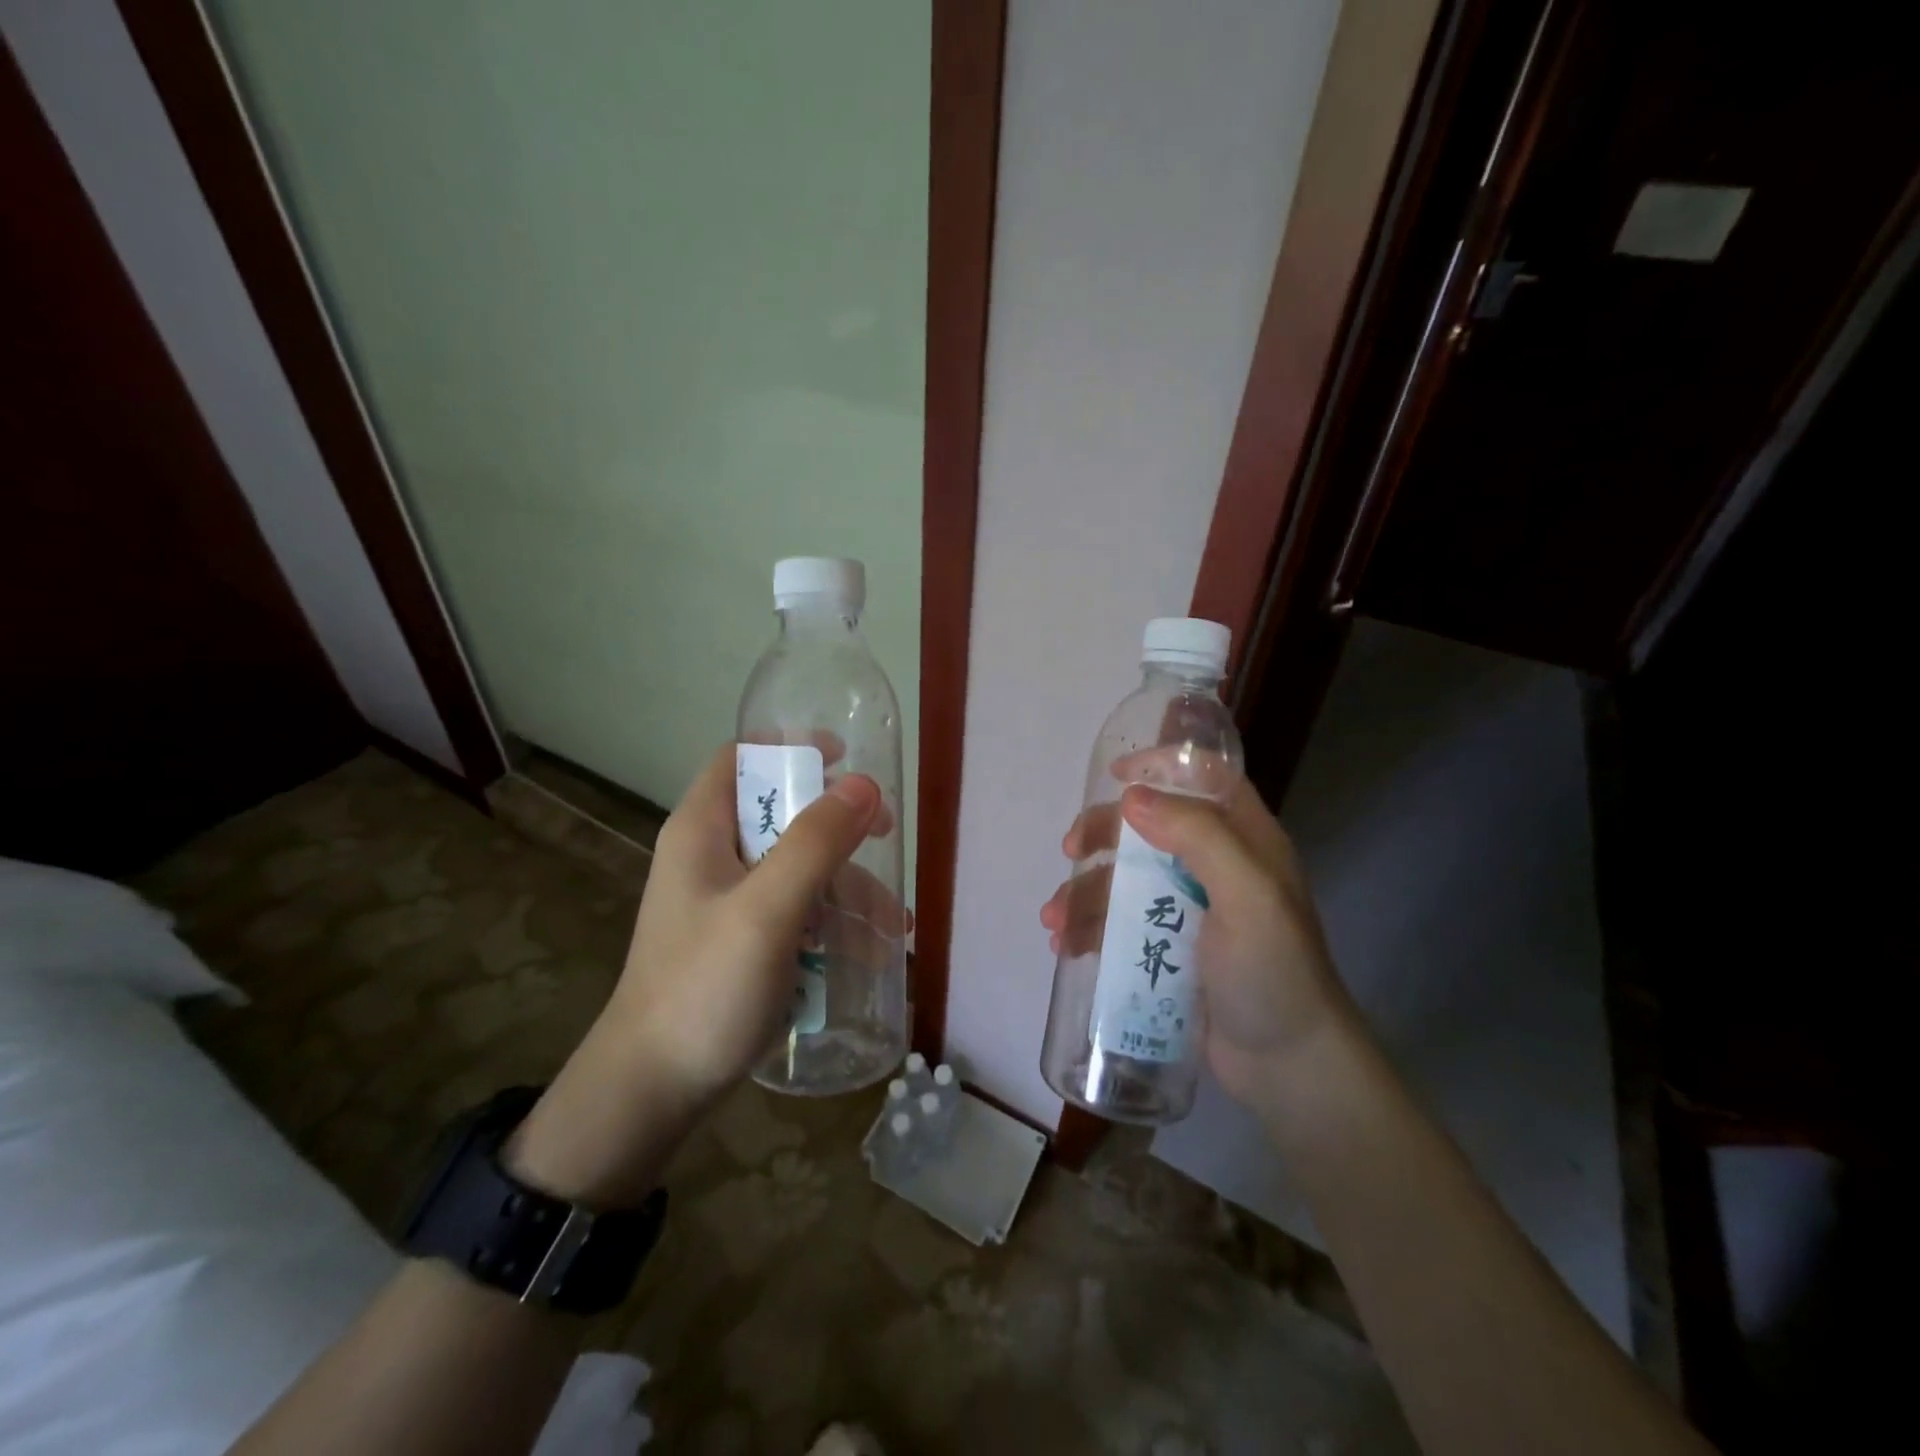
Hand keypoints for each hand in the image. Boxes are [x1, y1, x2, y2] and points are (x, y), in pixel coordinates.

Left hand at [508, 746, 896, 1206]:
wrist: (652, 1091)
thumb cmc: (704, 988)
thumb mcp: (768, 910)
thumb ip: (816, 843)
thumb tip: (864, 784)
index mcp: (702, 831)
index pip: (741, 758)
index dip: (791, 748)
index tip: (845, 759)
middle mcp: (712, 856)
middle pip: (779, 812)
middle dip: (836, 825)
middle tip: (883, 835)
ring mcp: (726, 901)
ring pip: (795, 867)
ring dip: (844, 886)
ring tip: (890, 924)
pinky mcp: (740, 940)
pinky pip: (793, 910)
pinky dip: (829, 921)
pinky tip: (866, 951)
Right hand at [1039, 766, 1349, 1105]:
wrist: (1287, 1067)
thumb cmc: (1273, 972)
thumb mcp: (1248, 895)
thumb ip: (1198, 836)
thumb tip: (1132, 796)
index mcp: (1244, 841)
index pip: (1205, 778)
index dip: (1161, 766)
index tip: (1114, 776)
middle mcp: (1215, 866)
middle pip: (1149, 826)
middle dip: (1103, 833)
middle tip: (1070, 851)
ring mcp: (1189, 910)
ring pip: (1125, 878)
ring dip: (1084, 890)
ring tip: (1054, 921)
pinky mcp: (1168, 949)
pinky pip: (1120, 923)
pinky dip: (1089, 927)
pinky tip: (1065, 946)